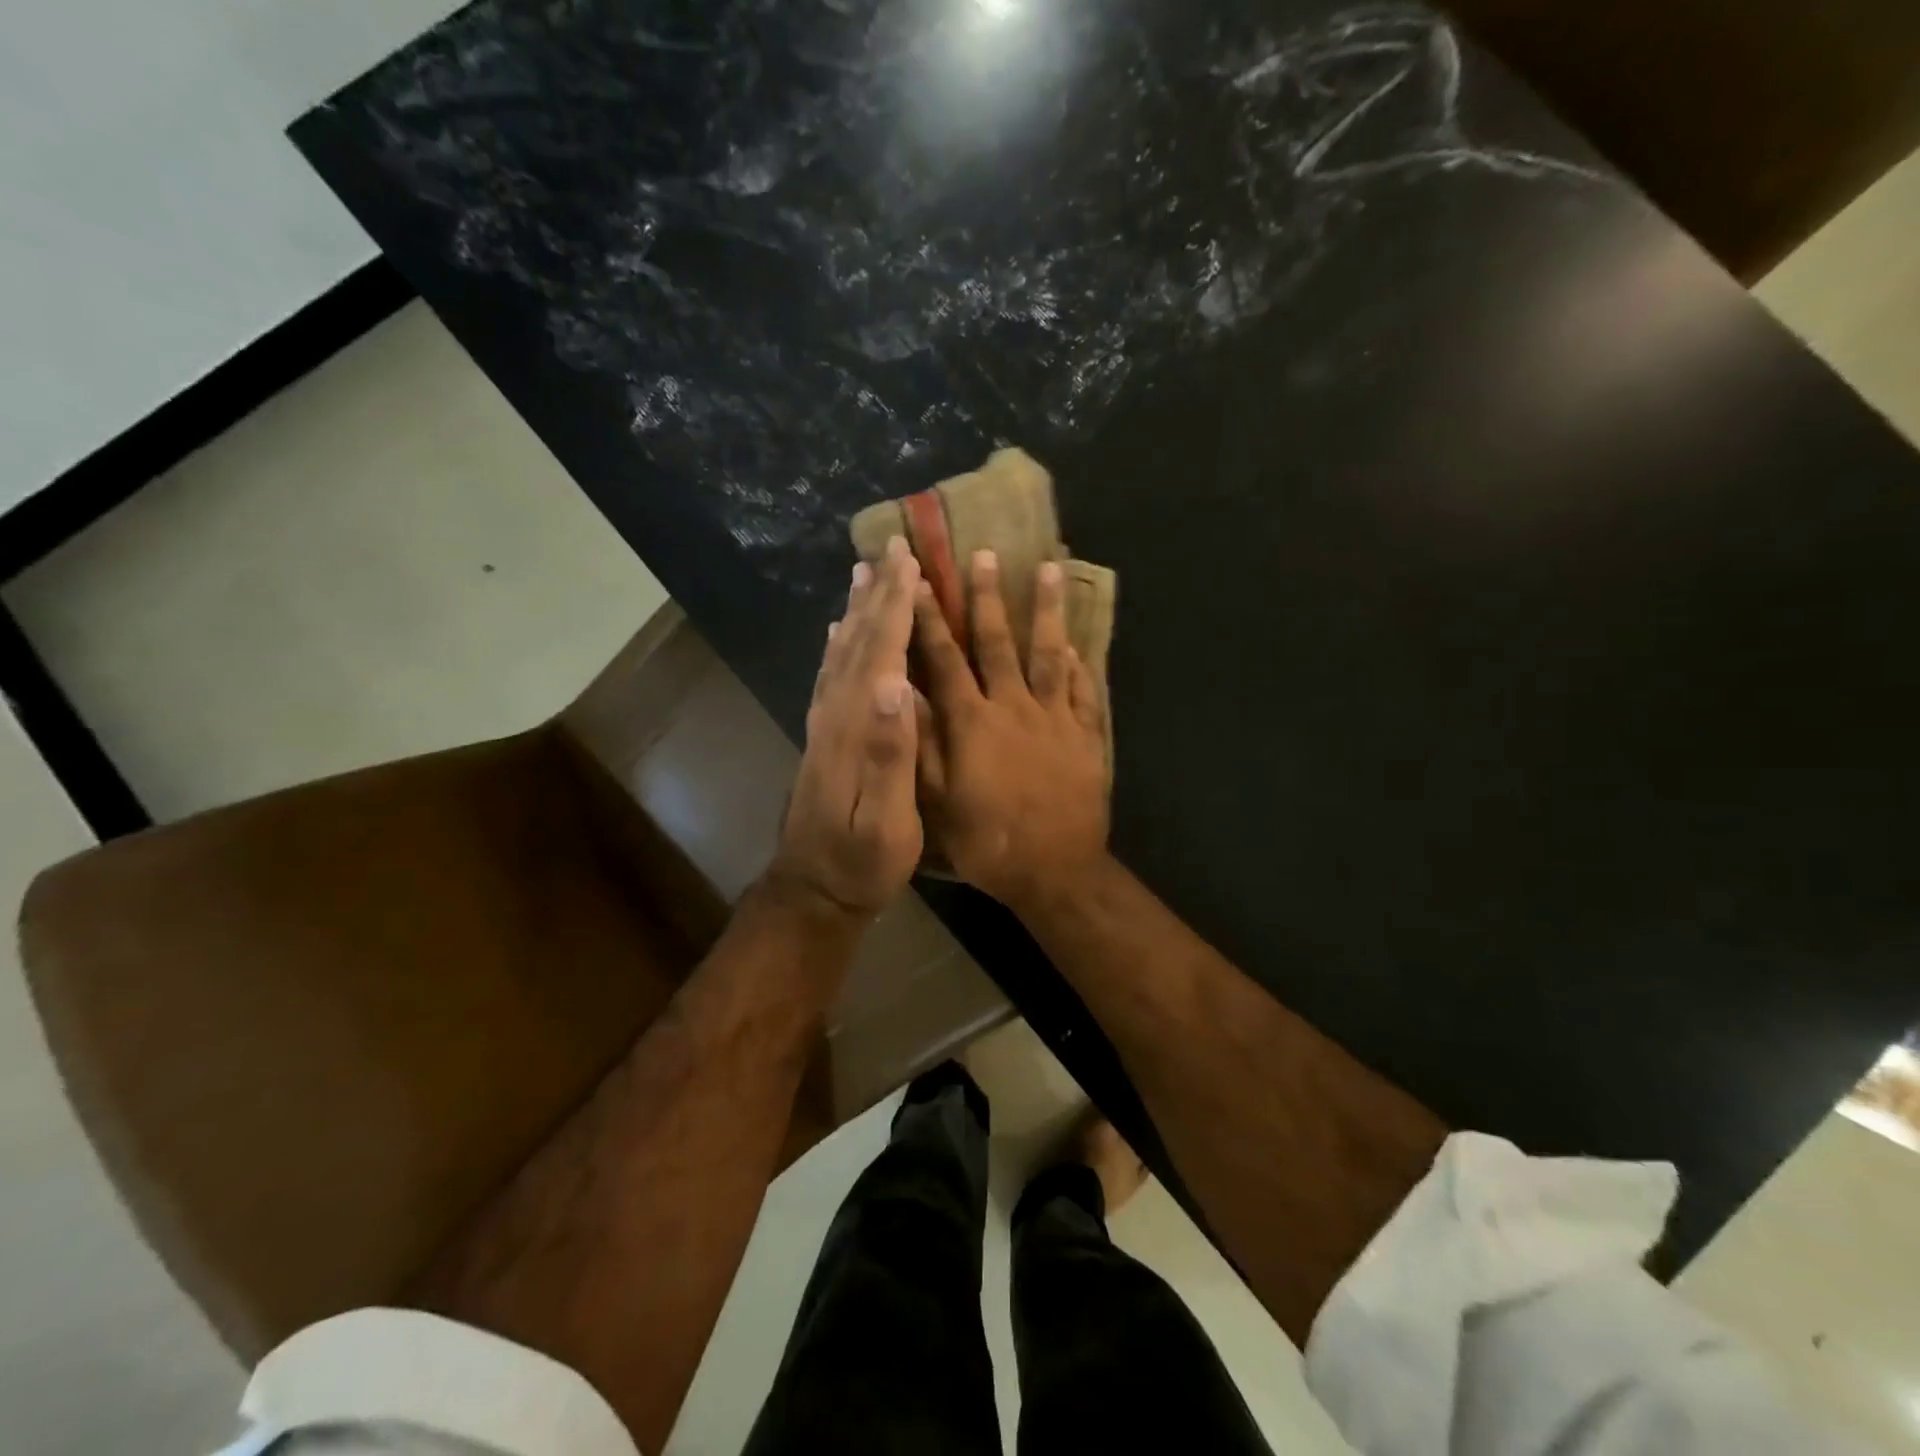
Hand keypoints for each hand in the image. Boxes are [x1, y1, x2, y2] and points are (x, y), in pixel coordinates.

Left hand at [768, 538, 924, 922]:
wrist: (813, 889)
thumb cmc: (861, 861)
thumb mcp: (885, 820)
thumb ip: (889, 754)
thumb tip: (895, 684)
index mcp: (856, 728)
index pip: (880, 654)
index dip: (895, 607)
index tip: (910, 562)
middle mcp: (835, 715)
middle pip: (858, 643)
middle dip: (878, 595)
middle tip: (892, 551)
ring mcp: (824, 726)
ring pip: (840, 654)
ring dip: (856, 612)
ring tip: (865, 576)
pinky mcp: (822, 739)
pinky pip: (830, 677)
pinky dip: (838, 646)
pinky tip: (839, 635)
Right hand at [914, 550, 1109, 910]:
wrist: (1056, 870)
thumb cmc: (988, 841)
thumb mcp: (938, 801)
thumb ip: (921, 744)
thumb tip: (901, 692)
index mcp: (972, 722)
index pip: (944, 659)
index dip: (929, 619)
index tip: (918, 580)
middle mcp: (1013, 707)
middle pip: (998, 643)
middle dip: (987, 597)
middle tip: (986, 555)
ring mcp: (1054, 718)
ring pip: (1048, 653)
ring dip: (1046, 610)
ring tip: (1049, 570)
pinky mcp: (1085, 735)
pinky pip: (1081, 690)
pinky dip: (1076, 663)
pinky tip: (1074, 642)